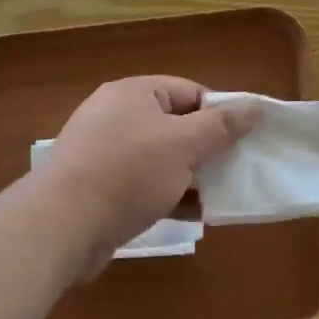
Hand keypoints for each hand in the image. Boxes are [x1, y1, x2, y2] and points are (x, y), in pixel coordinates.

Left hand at [38, 76, 258, 275]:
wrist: (61, 227)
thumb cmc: (128, 172)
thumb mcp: (184, 144)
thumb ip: (222, 126)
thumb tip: (257, 105)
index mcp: (133, 93)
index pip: (189, 91)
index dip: (220, 113)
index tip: (243, 139)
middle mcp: (116, 116)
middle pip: (176, 125)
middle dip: (206, 148)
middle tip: (234, 168)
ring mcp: (104, 153)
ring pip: (161, 157)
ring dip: (189, 175)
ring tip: (218, 194)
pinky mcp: (98, 188)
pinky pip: (143, 183)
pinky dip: (167, 195)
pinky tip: (192, 214)